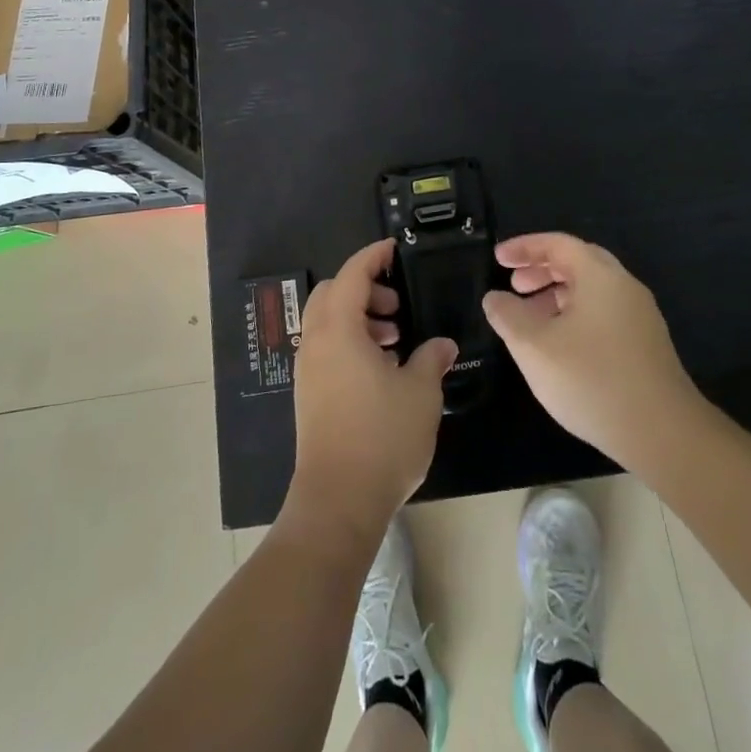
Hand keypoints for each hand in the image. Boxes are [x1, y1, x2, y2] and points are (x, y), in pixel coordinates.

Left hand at [288, 239, 457, 540]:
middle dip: (365, 288)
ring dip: (359, 317)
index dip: (373, 256)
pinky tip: (381, 368)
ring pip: (327, 322)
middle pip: (332, 293)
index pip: (351, 274)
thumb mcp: (420, 393)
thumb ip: (430, 359)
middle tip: (398, 306)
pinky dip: (351, 341)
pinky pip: (327, 348)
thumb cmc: (382, 437)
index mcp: (338, 330)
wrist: (338, 501)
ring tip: (395, 339)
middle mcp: (316, 342)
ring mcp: (308, 370)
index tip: (395, 250)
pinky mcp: (309, 394)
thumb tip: (441, 344)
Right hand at [483, 233, 698, 468]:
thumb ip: (508, 315)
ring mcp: (640, 317)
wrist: (663, 434)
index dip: (524, 247)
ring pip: (592, 291)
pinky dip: (575, 315)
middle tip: (513, 285)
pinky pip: (604, 313)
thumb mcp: (534, 346)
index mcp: (600, 276)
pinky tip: (559, 346)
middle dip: (541, 270)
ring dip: (557, 294)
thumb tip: (495, 298)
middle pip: (578, 263)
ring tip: (530, 319)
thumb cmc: (592, 379)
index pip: (558, 244)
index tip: (497, 258)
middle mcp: (624, 287)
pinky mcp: (646, 345)